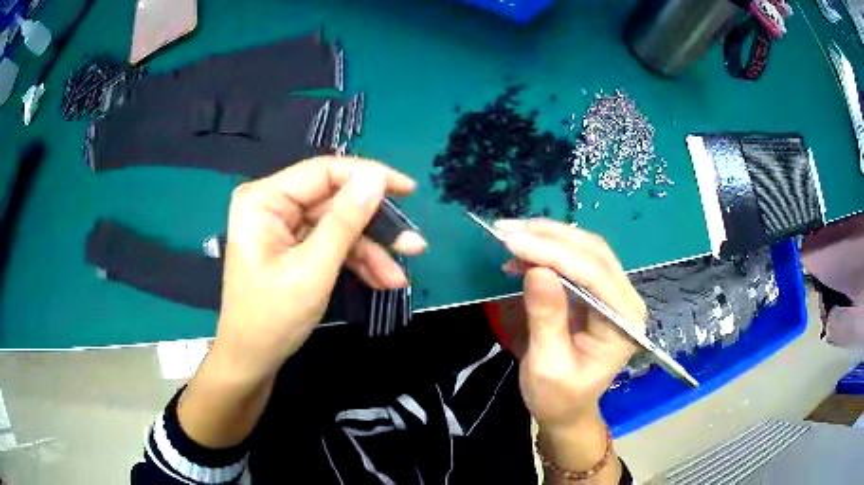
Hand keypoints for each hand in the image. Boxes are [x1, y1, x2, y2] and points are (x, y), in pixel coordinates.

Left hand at [213, 156, 425, 381]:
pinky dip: (356, 261)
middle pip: (335, 201)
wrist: (253, 361)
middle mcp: (273, 204)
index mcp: (264, 199)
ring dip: (371, 251)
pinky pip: (331, 243)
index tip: (409, 190)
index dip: (369, 176)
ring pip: (338, 225)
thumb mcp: (312, 270)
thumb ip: (345, 222)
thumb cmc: (272, 319)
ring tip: (398, 278)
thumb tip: (377, 178)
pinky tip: (382, 280)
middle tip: (413, 244)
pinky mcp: (294, 246)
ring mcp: (283, 226)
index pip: (324, 171)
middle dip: (374, 227)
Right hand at [493, 219, 643, 480]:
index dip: (554, 253)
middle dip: (550, 237)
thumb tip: (537, 270)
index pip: (594, 274)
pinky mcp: (597, 293)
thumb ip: (547, 318)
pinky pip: (576, 261)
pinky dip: (548, 251)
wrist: (566, 410)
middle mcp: (626, 300)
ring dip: (548, 237)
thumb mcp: (548, 364)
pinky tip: (522, 254)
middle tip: (507, 230)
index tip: (513, 241)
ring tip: (510, 234)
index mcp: (624, 323)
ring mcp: (614, 294)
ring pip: (586, 250)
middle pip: (594, 253)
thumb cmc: (558, 397)